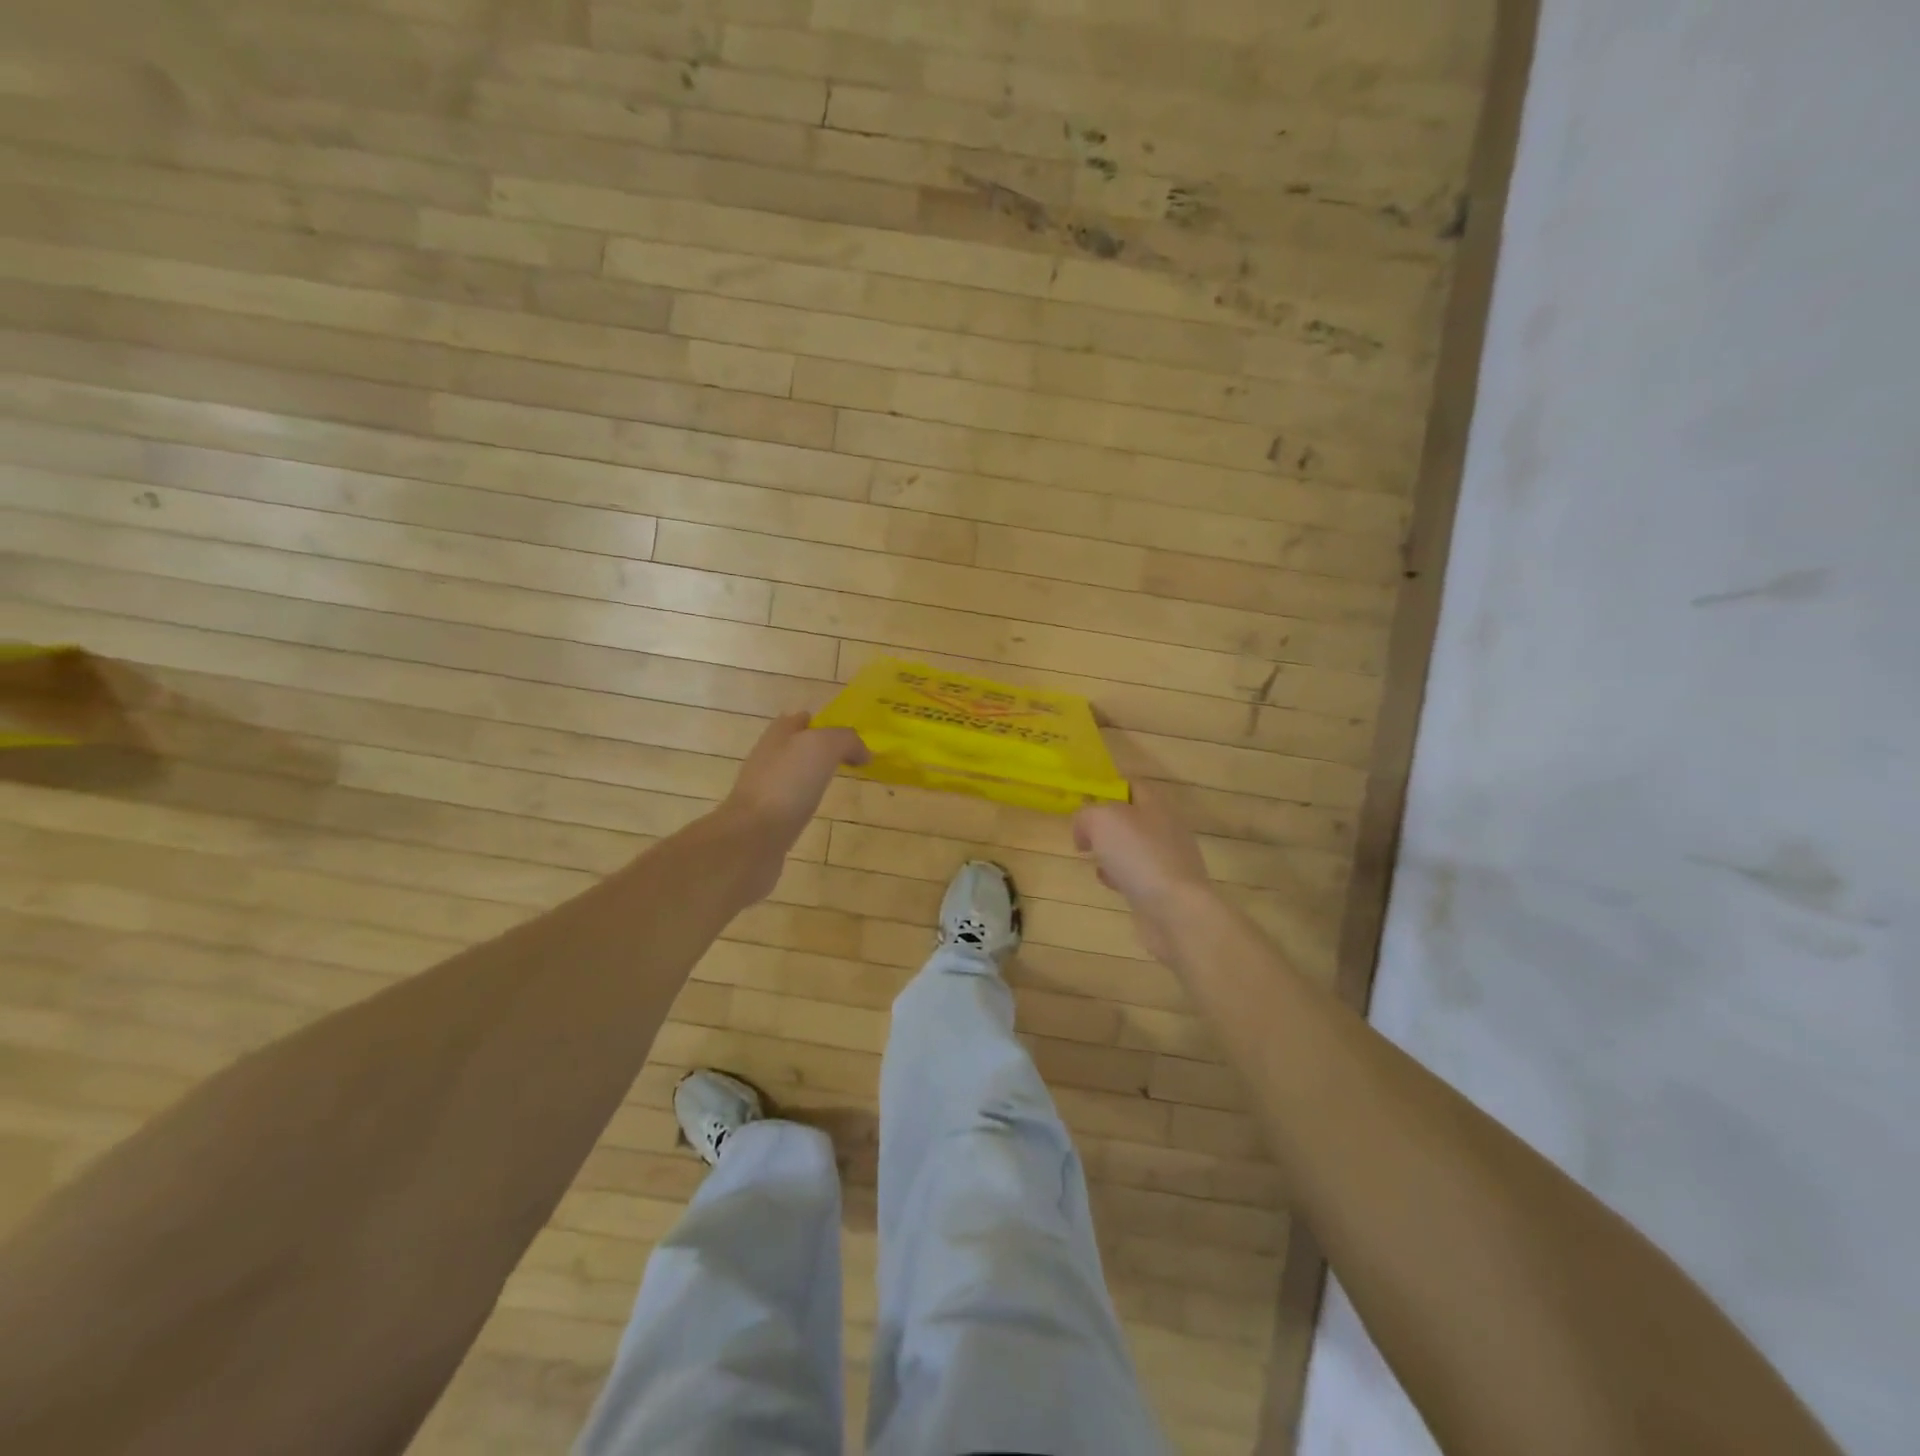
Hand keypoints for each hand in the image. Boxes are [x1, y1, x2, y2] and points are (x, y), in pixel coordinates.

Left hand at [718, 712, 868, 871]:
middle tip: (848, 759)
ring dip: (811, 777)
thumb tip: (863, 753)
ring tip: (837, 783)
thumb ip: (846, 740)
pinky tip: (818, 809)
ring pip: (792, 775)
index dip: (821, 723)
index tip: (847, 735)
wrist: (753, 837)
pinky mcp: (766, 819)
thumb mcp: (823, 747)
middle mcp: (767, 759)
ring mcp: (764, 791)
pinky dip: (804, 803)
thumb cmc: (787, 783)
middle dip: (817, 750)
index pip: (799, 720)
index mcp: (777, 736)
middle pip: (794, 747)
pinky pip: (791, 803)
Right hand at [1073, 782, 1216, 962]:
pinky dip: (1121, 876)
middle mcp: (1166, 827)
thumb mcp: (1101, 820)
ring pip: (1133, 846)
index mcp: (1156, 804)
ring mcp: (1169, 859)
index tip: (1083, 799)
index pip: (1131, 785)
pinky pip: (1138, 873)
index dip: (1107, 788)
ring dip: (1112, 852)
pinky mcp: (1166, 887)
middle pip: (1131, 817)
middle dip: (1106, 824)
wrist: (1175, 910)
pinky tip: (1110, 884)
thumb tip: (1084, 831)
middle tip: (1084, 834)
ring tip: (1093, 860)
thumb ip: (1086, 815)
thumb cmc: (1138, 855)